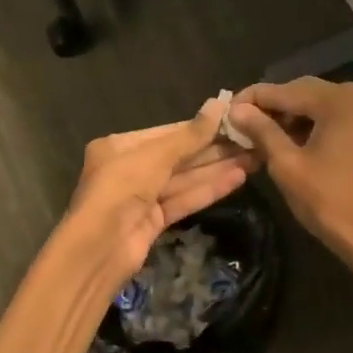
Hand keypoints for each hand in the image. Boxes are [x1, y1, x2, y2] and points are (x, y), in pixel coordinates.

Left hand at [64, 97, 256, 286]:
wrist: (99, 249)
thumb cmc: (121, 188)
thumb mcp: (156, 156)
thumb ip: (190, 135)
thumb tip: (219, 103)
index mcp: (120, 146)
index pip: (168, 133)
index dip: (201, 128)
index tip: (233, 120)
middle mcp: (130, 168)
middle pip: (179, 156)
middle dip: (214, 149)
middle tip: (251, 140)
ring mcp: (143, 196)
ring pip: (185, 178)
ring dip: (217, 169)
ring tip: (254, 158)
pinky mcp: (155, 221)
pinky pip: (185, 198)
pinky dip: (209, 189)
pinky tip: (238, 178)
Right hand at [227, 79, 352, 261]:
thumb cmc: (329, 202)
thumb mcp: (287, 165)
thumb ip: (262, 131)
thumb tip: (236, 109)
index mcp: (339, 101)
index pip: (285, 90)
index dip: (253, 98)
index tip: (226, 108)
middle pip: (303, 91)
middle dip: (272, 106)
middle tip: (240, 121)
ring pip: (318, 104)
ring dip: (290, 115)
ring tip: (259, 132)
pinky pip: (333, 116)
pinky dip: (310, 124)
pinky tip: (288, 139)